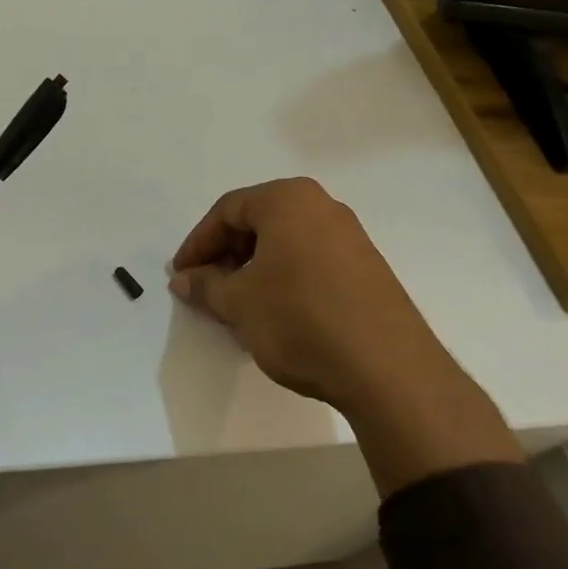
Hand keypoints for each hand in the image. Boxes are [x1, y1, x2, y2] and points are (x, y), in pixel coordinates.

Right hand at [169, 177, 429, 410]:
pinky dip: (283, 278)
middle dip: (226, 255)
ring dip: (253, 269)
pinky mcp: (367, 267)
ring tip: (236, 305)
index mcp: (288, 200)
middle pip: (258, 222)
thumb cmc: (300, 319)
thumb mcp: (239, 303)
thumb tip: (182, 278)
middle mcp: (322, 206)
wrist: (387, 368)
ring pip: (285, 243)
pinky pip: (310, 260)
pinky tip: (275, 313)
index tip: (179, 275)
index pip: (227, 210)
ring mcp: (350, 236)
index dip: (197, 243)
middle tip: (205, 289)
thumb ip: (204, 285)